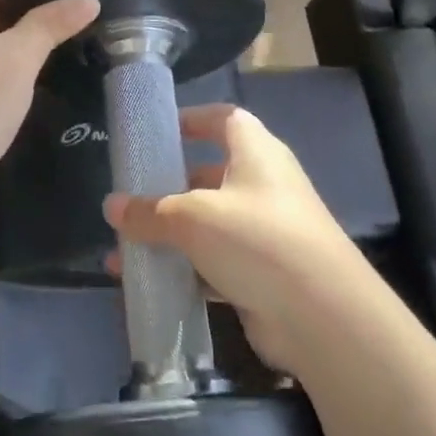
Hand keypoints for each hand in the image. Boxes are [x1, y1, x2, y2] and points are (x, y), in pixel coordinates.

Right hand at [104, 105, 387, 375]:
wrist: (323, 316)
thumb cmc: (257, 239)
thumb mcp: (194, 218)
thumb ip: (150, 211)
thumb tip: (112, 207)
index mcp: (256, 153)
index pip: (225, 119)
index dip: (193, 119)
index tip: (158, 131)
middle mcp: (263, 186)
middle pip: (208, 176)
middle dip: (167, 189)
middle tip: (128, 202)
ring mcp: (265, 232)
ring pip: (207, 225)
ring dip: (169, 237)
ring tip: (123, 251)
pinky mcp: (262, 274)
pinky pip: (213, 265)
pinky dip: (184, 272)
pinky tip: (149, 286)